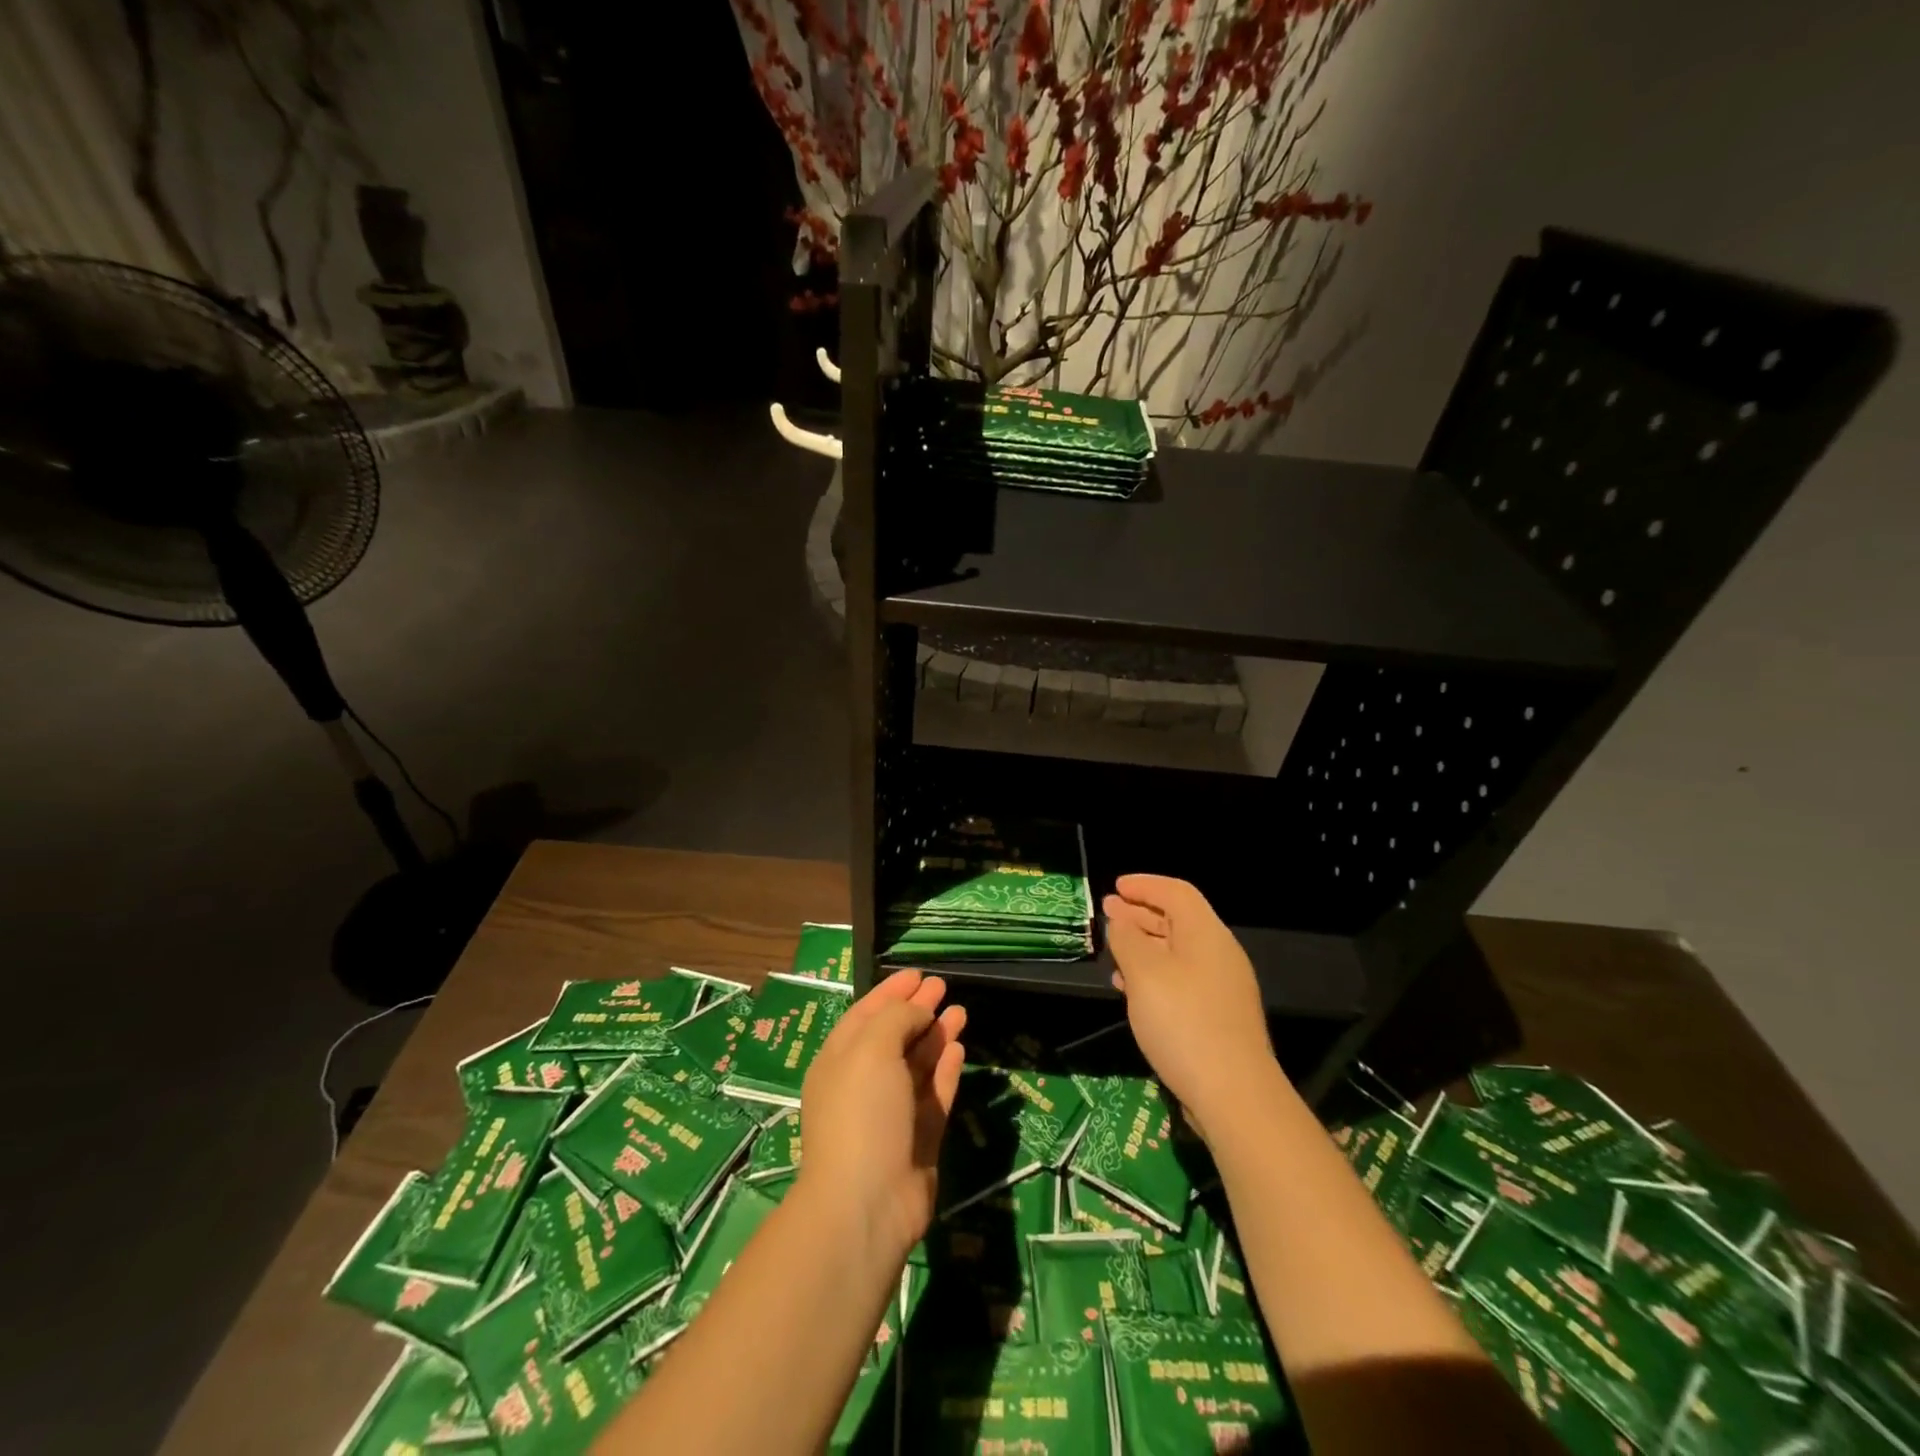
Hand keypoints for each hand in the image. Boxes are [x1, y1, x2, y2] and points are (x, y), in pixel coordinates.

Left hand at [796, 969, 966, 1260]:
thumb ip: (896, 1018)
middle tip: (943, 986)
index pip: (866, 1014)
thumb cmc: (861, 1113)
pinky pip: (935, 1093)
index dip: (890, 992)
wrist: (868, 1202)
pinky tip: (959, 1049)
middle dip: (917, 1009)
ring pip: (918, 1063)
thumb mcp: (871, 1049)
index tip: (917, 973)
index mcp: (840, 1060)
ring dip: (937, 1035)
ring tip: (960, 1011)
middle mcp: (864, 1081)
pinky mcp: (920, 1136)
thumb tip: (918, 1010)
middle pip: (894, 1035)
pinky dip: (946, 1070)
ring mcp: (893, 1111)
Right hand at [1103, 874, 1279, 1134]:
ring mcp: (1221, 987)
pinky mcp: (1217, 1017)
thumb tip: (1121, 921)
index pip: (1176, 892)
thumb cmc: (1183, 1021)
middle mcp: (1218, 954)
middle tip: (1107, 911)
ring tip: (1113, 948)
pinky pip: (1181, 980)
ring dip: (1143, 945)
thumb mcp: (1144, 973)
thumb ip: (1127, 940)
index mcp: (1206, 934)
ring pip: (1177, 952)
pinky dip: (1153, 974)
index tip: (1115, 886)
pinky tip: (1129, 988)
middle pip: (1177, 920)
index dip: (1144, 885)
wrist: (1233, 1094)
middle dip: (1140, 913)